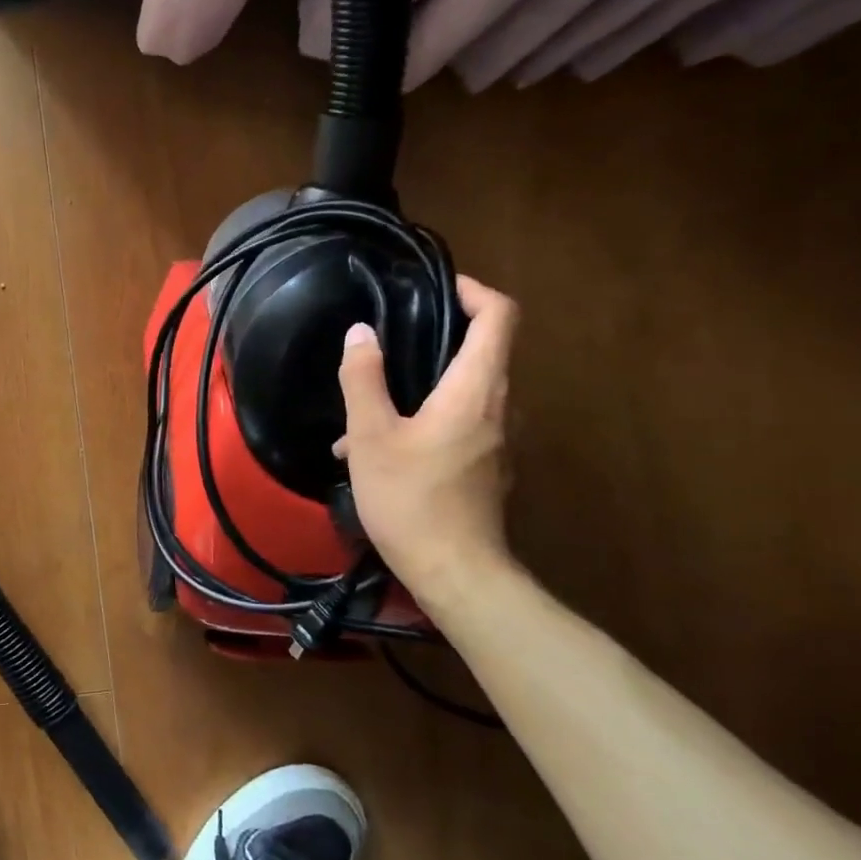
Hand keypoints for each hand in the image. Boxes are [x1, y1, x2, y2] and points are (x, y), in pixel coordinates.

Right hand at [334, 276, 518, 606]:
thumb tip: (361, 333)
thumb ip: (364, 379)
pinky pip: (459, 423)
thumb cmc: (411, 499)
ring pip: (464, 391)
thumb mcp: (372, 436)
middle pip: (483, 350)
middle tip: (388, 340)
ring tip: (362, 411)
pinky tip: (375, 450)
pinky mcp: (487, 466)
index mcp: (476, 390)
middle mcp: (499, 407)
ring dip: (420, 386)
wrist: (455, 572)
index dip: (473, 290)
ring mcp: (498, 440)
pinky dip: (423, 419)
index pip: (499, 316)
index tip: (435, 287)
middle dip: (437, 337)